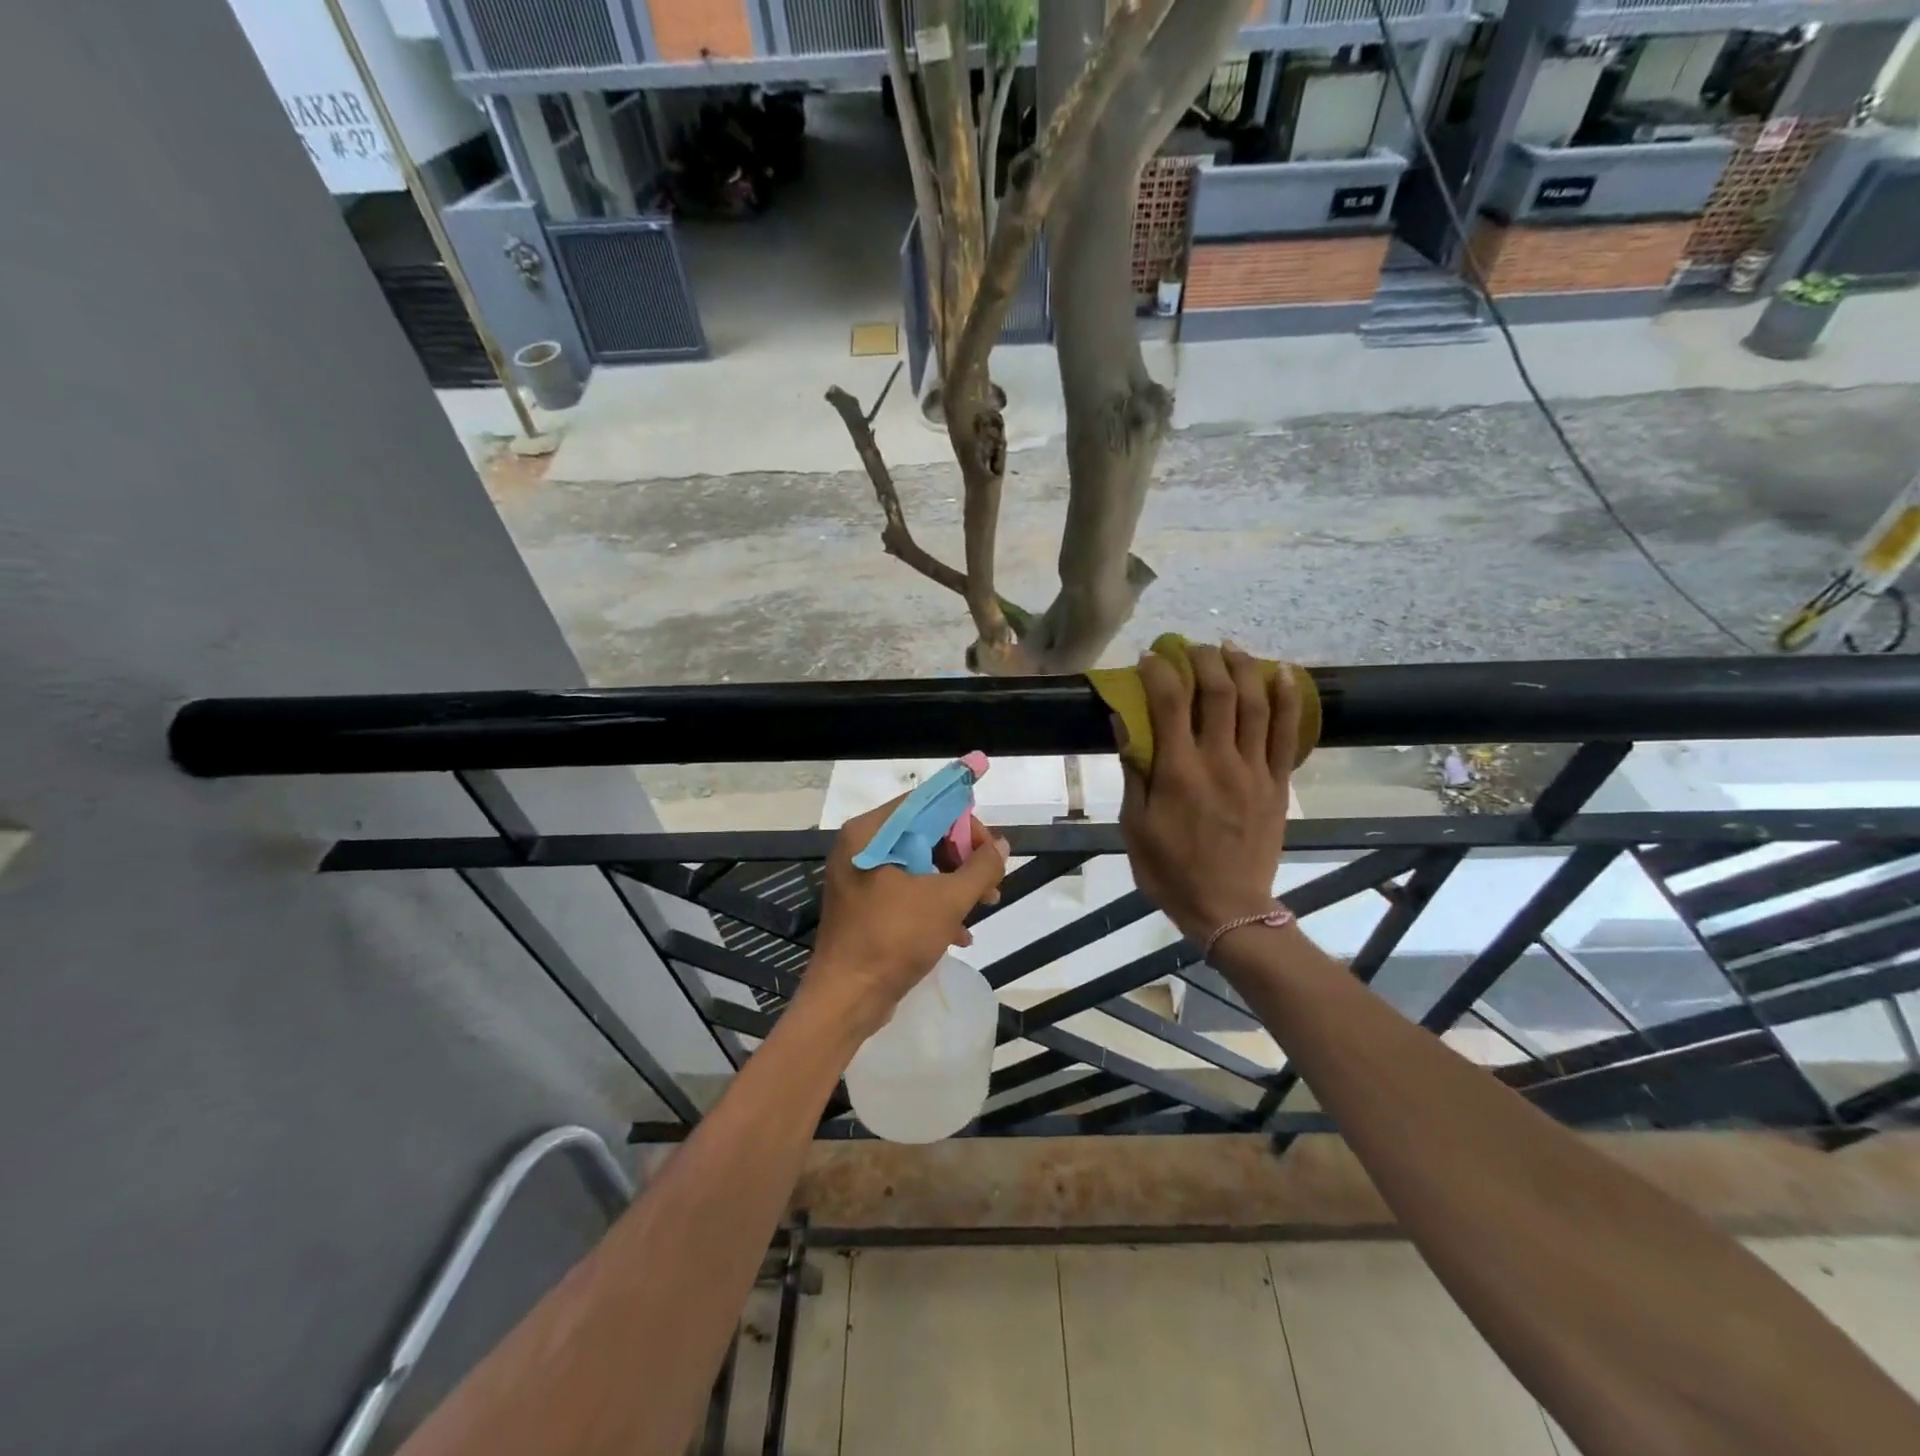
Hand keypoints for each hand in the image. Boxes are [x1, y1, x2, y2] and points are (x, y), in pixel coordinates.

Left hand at [801, 798, 1008, 1036]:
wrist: (846, 999)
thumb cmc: (893, 939)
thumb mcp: (947, 900)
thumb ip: (980, 867)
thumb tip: (1001, 846)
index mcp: (870, 832)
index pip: (926, 804)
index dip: (963, 822)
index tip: (990, 849)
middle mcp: (861, 846)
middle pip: (924, 833)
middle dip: (963, 858)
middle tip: (990, 882)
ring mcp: (861, 876)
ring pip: (919, 863)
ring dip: (955, 883)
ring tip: (985, 905)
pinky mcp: (865, 904)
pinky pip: (906, 889)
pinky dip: (934, 903)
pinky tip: (960, 933)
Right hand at [1116, 643, 1300, 945]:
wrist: (1228, 908)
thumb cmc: (1170, 870)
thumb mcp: (1134, 826)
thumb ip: (1133, 771)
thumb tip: (1124, 722)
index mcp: (1177, 772)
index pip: (1168, 703)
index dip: (1158, 672)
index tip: (1149, 657)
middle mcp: (1218, 760)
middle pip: (1217, 692)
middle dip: (1202, 659)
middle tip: (1189, 646)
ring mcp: (1253, 769)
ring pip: (1255, 703)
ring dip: (1242, 667)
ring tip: (1229, 647)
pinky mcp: (1277, 782)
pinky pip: (1287, 732)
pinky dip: (1287, 698)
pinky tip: (1283, 673)